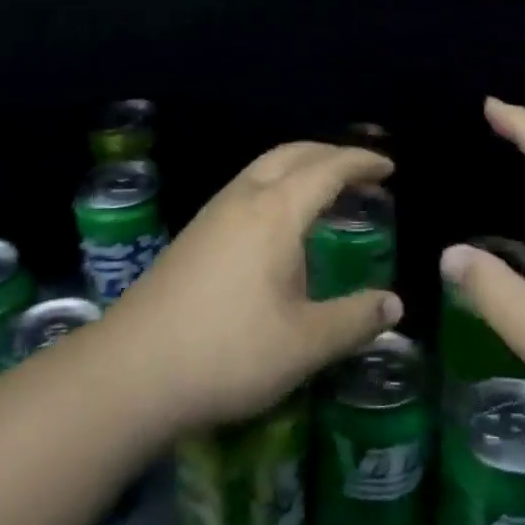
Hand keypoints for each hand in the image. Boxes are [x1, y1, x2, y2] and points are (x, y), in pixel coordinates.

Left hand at [99, 142, 403, 432]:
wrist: (131, 370)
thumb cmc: (228, 352)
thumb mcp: (305, 344)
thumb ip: (354, 320)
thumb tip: (393, 305)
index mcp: (275, 213)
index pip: (327, 169)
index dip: (361, 163)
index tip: (389, 168)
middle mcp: (242, 199)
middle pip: (291, 154)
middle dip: (329, 154)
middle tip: (361, 172)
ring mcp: (212, 215)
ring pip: (262, 168)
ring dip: (299, 167)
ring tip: (325, 192)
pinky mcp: (193, 235)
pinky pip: (245, 188)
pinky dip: (276, 186)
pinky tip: (278, 226)